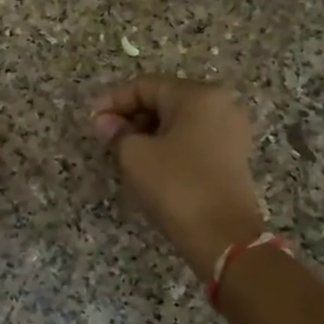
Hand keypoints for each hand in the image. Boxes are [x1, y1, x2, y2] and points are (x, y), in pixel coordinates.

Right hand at [91, 76, 266, 280]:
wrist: (224, 238)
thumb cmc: (176, 187)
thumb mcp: (135, 156)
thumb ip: (116, 132)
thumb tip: (105, 122)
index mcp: (198, 96)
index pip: (145, 86)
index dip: (113, 100)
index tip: (90, 119)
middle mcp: (220, 105)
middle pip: (164, 100)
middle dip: (131, 116)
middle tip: (104, 137)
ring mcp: (231, 132)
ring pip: (178, 121)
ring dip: (147, 132)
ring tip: (122, 152)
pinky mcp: (232, 157)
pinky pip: (193, 139)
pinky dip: (168, 145)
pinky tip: (149, 164)